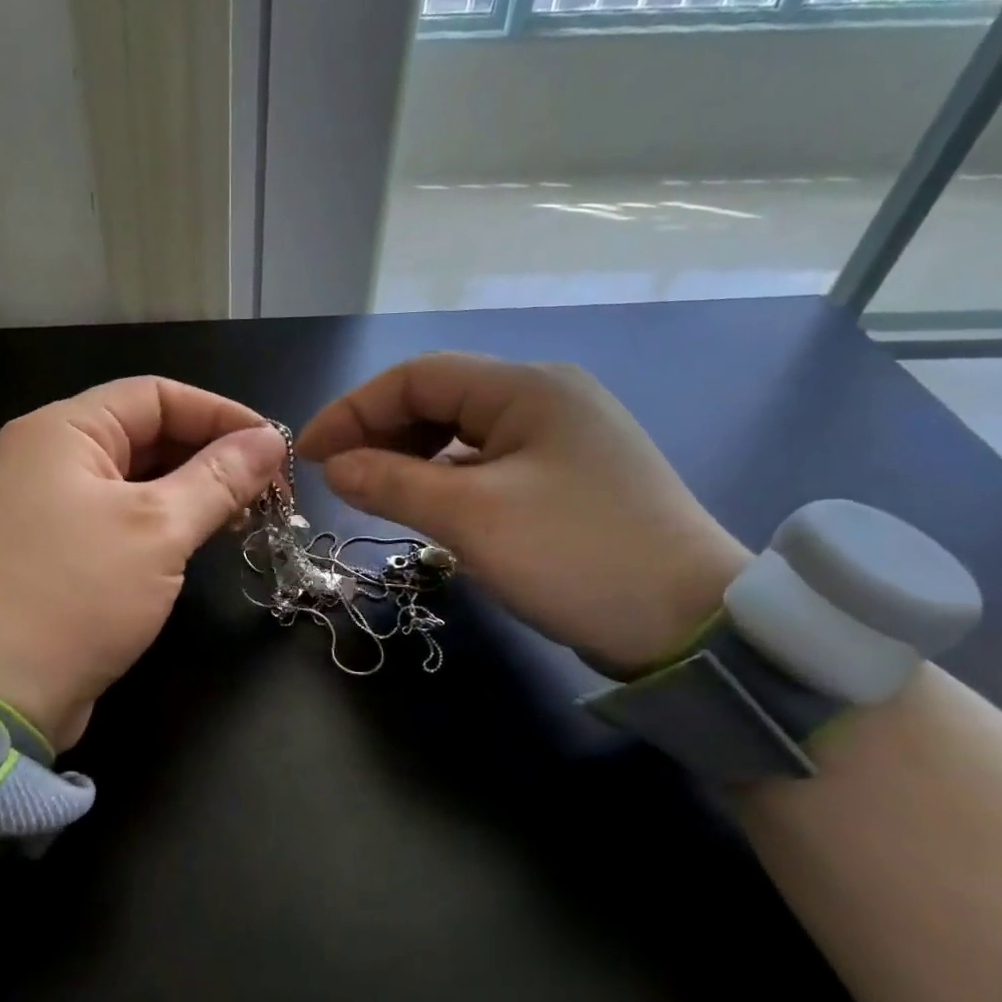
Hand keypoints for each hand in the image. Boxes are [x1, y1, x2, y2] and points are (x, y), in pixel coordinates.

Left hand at [0, 377, 286, 748]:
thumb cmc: (75, 595)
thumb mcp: (157, 530)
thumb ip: (219, 478)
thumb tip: (271, 440)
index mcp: (61, 431)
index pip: (155, 395)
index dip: (220, 414)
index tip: (274, 447)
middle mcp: (46, 458)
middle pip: (144, 434)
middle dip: (209, 456)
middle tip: (267, 490)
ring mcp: (42, 507)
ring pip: (132, 480)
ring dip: (189, 492)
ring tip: (243, 517)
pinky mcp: (49, 551)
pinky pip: (115, 518)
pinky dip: (160, 523)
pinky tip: (198, 542)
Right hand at [295, 354, 749, 675]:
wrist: (691, 624)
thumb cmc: (576, 556)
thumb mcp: (472, 518)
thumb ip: (392, 482)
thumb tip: (334, 466)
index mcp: (526, 388)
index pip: (417, 377)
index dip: (353, 410)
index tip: (309, 455)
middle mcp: (546, 398)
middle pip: (439, 400)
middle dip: (379, 433)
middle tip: (337, 478)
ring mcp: (563, 438)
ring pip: (462, 434)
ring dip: (410, 458)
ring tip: (374, 493)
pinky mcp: (570, 478)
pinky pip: (488, 464)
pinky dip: (446, 479)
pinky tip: (428, 508)